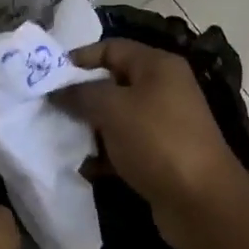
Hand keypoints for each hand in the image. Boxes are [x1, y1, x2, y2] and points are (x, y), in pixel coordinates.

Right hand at [55, 39, 248, 236]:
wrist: (200, 200)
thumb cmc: (156, 141)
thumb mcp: (113, 109)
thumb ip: (81, 94)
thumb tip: (58, 90)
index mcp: (158, 66)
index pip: (112, 48)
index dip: (79, 58)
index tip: (48, 76)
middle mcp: (163, 89)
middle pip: (113, 83)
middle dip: (81, 96)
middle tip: (49, 108)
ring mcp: (163, 124)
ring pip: (117, 118)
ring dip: (89, 128)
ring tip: (59, 137)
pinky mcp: (160, 156)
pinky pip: (124, 147)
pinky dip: (104, 155)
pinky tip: (82, 166)